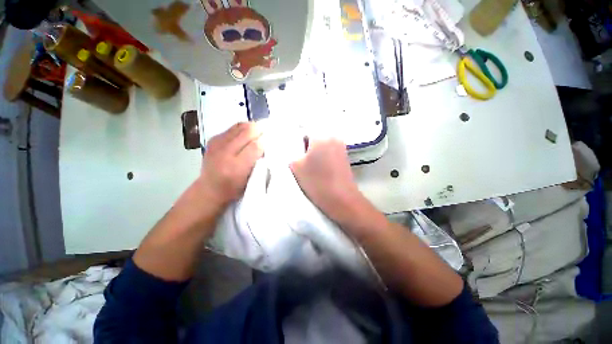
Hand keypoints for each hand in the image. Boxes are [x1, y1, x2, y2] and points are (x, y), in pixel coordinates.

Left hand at [198, 122, 262, 208]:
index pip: (256, 146)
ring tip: (255, 137)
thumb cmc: (235, 189)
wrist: (210, 189)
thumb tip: (266, 142)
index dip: (265, 142)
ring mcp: (217, 144)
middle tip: (264, 138)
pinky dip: (243, 130)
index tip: (270, 143)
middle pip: (248, 131)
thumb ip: (259, 162)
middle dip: (259, 132)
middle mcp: (224, 153)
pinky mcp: (213, 139)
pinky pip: (234, 127)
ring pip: (241, 125)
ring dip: (251, 129)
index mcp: (236, 168)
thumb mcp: (251, 180)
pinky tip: (245, 138)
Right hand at [290, 139, 384, 233]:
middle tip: (300, 158)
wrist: (341, 199)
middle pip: (315, 136)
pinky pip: (330, 151)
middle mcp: (333, 137)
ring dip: (315, 151)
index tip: (293, 150)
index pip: (304, 130)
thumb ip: (292, 154)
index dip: (296, 139)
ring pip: (323, 144)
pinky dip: (323, 156)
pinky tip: (321, 168)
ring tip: (311, 165)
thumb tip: (295, 149)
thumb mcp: (296, 167)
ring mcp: (341, 146)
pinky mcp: (345, 156)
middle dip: (306, 145)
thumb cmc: (317, 182)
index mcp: (320, 136)